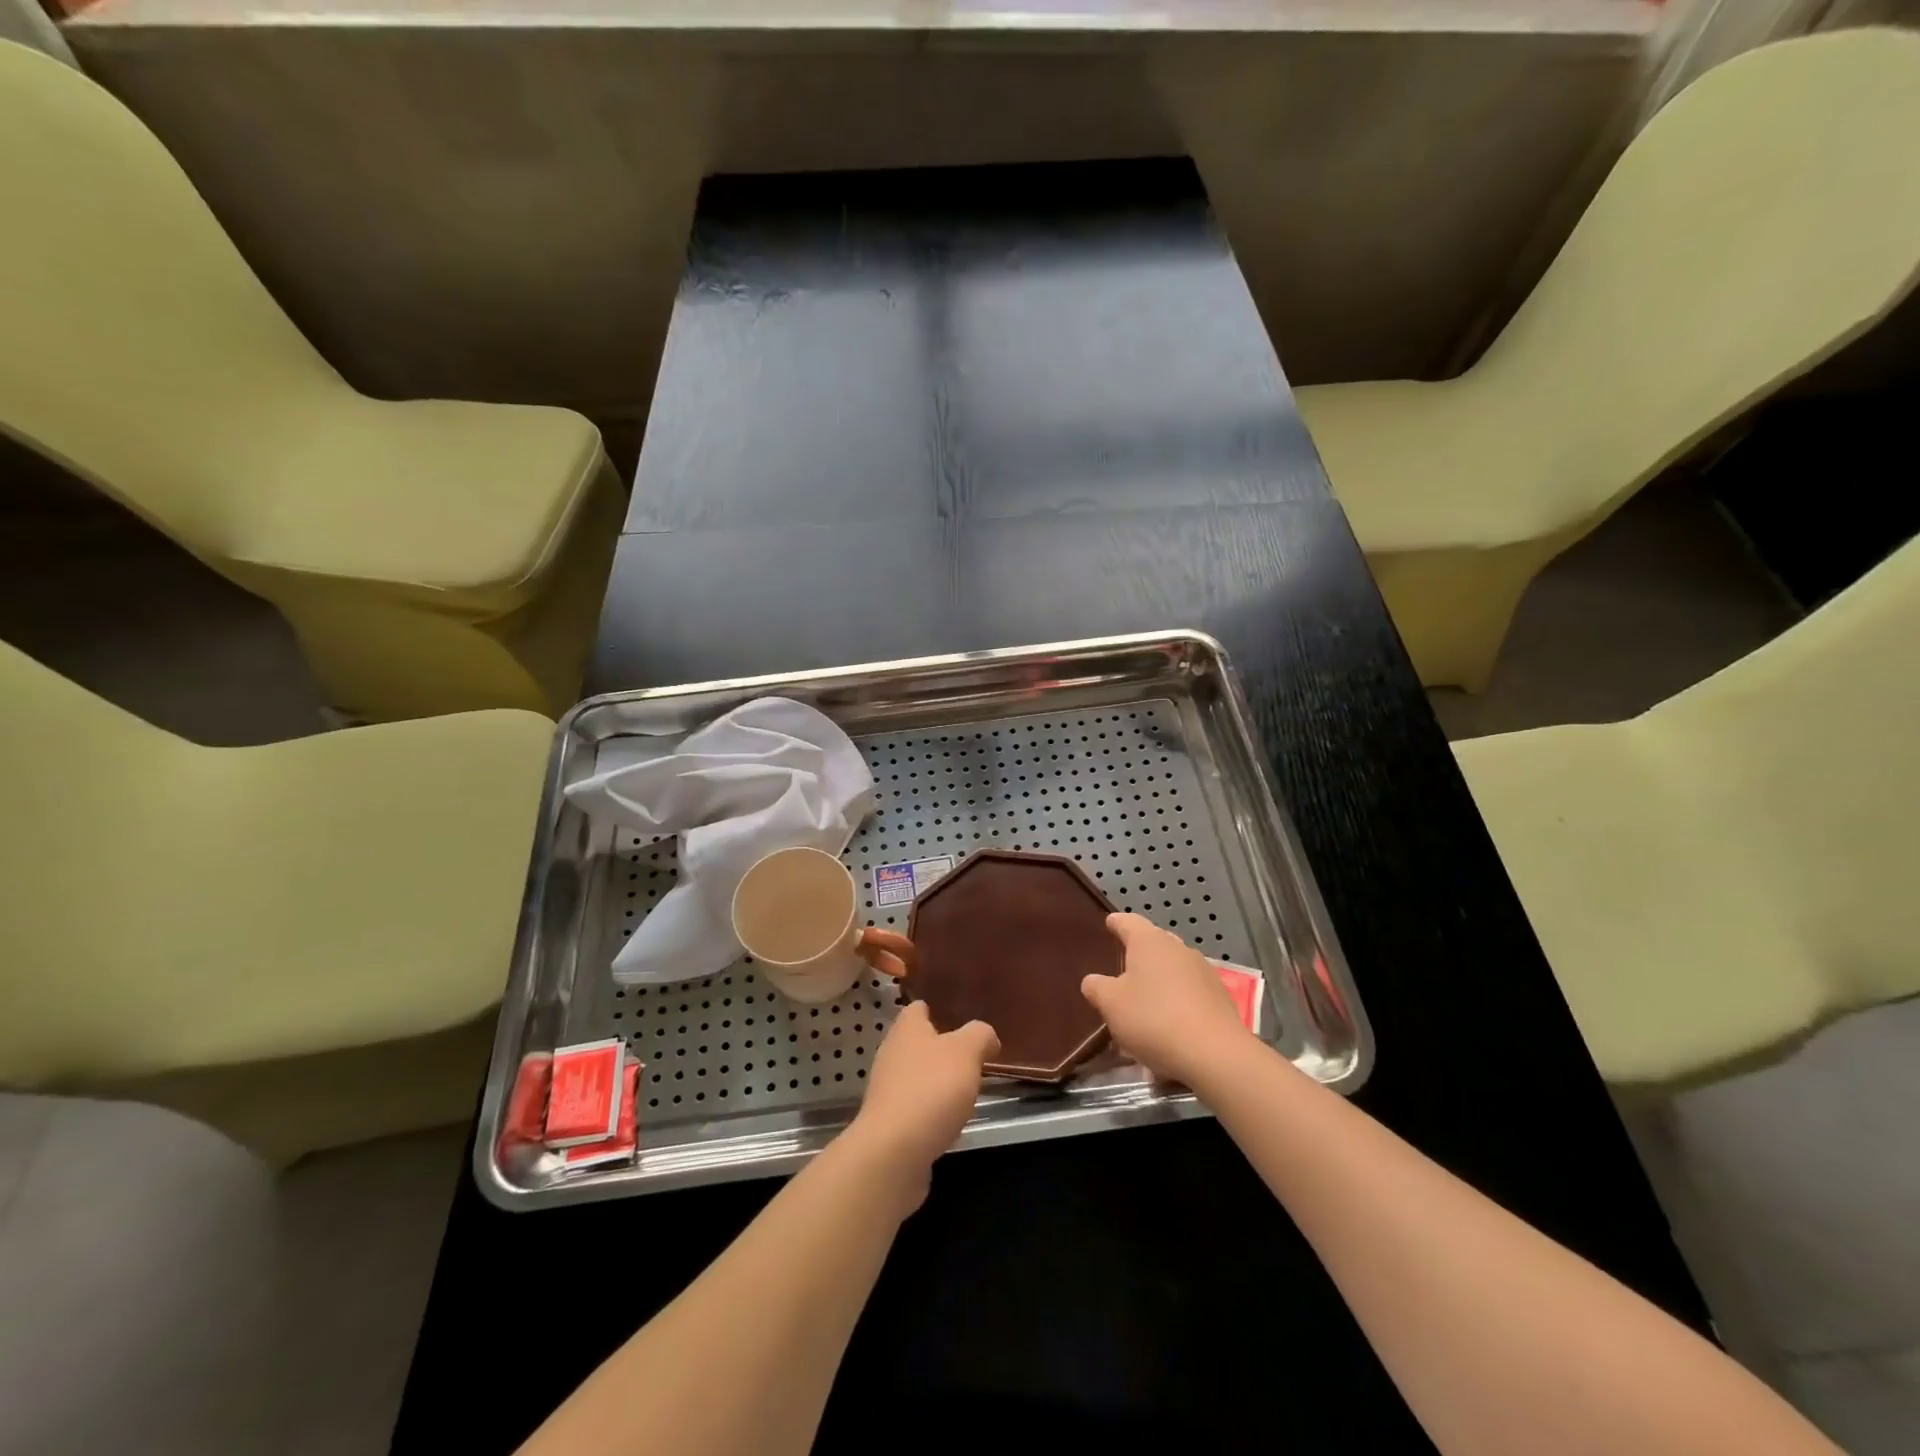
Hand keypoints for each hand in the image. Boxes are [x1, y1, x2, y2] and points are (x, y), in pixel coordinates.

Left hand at [843, 1001, 997, 1207]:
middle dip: (941, 1047)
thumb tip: (986, 1036)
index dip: (937, 1009)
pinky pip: (914, 1107)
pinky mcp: (889, 1122)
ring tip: (965, 1089)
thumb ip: (980, 1036)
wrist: (894, 1152)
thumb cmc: (931, 1089)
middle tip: (971, 1054)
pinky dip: (931, 1110)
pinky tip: (949, 1120)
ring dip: (937, 1081)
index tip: (958, 1016)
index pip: (918, 1008)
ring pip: (916, 1075)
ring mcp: (887, 1089)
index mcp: (906, 1028)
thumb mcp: (967, 1052)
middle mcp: (892, 1053)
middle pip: (917, 1042)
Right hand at [1082, 912, 1250, 1085]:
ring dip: (1160, 977)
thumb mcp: (1111, 1004)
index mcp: (1149, 941)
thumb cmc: (1154, 1019)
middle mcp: (1178, 947)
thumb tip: (1093, 981)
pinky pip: (1191, 990)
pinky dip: (1179, 998)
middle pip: (1154, 942)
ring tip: (1147, 999)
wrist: (1215, 1054)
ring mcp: (1203, 970)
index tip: (1109, 923)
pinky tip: (1171, 1021)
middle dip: (1139, 951)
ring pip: (1174, 967)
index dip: (1116, 923)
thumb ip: (1097, 987)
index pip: (1128, 922)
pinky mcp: (1220, 996)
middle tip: (1124, 966)